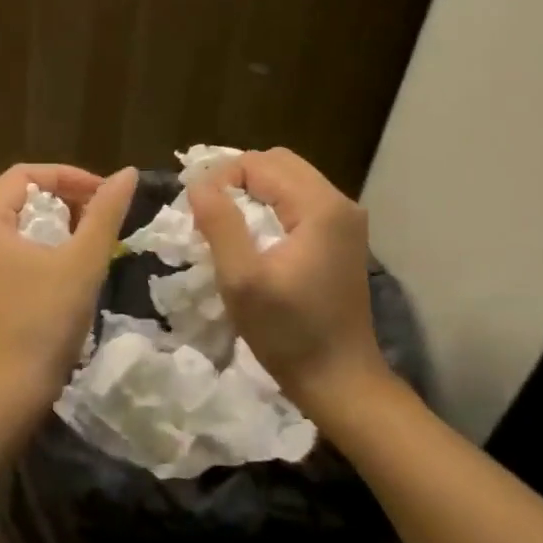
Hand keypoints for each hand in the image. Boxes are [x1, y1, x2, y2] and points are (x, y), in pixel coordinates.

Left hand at [0, 163, 137, 405]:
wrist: (7, 392)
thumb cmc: (43, 320)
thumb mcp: (81, 262)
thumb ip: (105, 213)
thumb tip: (128, 173)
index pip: (25, 175)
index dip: (69, 176)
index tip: (105, 194)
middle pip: (17, 198)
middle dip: (62, 200)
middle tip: (99, 216)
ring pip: (14, 227)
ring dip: (53, 225)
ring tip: (87, 240)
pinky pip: (7, 252)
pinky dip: (37, 249)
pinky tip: (64, 269)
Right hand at [186, 148, 389, 408]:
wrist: (339, 379)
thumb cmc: (288, 333)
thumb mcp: (242, 280)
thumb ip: (220, 224)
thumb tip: (198, 184)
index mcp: (320, 206)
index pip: (259, 163)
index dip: (221, 178)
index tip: (196, 213)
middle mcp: (339, 203)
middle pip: (278, 164)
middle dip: (236, 180)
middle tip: (207, 213)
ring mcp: (345, 221)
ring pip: (288, 182)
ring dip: (252, 194)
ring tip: (224, 225)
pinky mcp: (341, 239)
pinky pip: (298, 204)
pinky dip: (270, 209)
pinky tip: (252, 238)